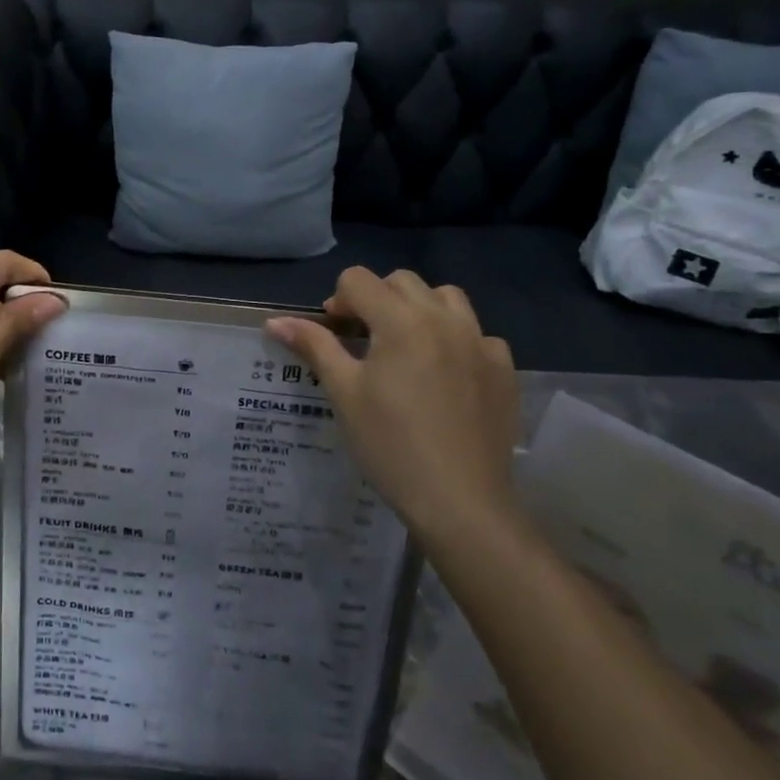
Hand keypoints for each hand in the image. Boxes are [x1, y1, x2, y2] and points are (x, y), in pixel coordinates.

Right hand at [267, 268, 518, 539]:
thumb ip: (314, 346)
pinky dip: (456, 340)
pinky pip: (477, 334)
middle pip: (401, 281)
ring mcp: (480, 341)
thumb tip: (275, 321)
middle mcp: (443, 318)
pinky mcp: (503, 368)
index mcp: (400, 320)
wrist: (460, 500)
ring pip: (446, 298)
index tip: (333, 334)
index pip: (359, 279)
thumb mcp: (344, 393)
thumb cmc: (390, 444)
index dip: (338, 301)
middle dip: (376, 299)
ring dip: (419, 309)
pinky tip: (446, 374)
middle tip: (363, 340)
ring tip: (407, 346)